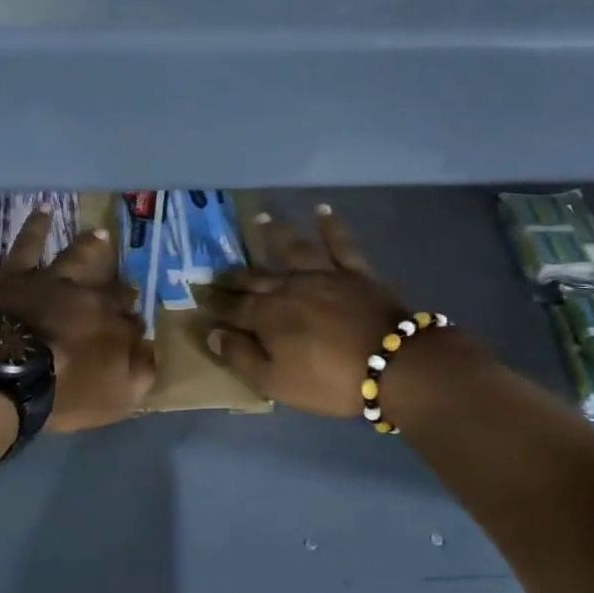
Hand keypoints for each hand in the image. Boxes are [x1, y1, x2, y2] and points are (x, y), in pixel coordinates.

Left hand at [0, 207, 155, 431]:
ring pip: (79, 257)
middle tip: (127, 289)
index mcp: (116, 327)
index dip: (135, 330)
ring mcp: (54, 281)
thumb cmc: (64, 393)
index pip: (134, 325)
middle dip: (122, 290)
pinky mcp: (18, 276)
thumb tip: (151, 350)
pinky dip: (36, 227)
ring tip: (100, 234)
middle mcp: (92, 297)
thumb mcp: (117, 398)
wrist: (7, 373)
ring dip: (91, 247)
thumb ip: (141, 373)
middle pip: (112, 291)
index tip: (135, 336)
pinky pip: (28, 245)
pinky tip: (43, 210)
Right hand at [200, 205, 446, 418]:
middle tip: (217, 271)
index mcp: (268, 316)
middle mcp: (290, 287)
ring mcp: (324, 275)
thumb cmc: (329, 381)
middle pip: (256, 278)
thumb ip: (241, 357)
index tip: (199, 296)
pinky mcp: (355, 272)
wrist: (394, 364)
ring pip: (293, 249)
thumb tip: (213, 334)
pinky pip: (340, 244)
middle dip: (234, 276)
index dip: (215, 303)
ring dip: (275, 234)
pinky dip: (330, 226)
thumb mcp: (276, 382)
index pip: (233, 307)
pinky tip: (322, 210)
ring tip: (261, 219)